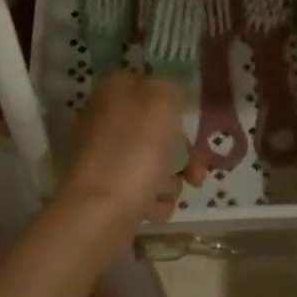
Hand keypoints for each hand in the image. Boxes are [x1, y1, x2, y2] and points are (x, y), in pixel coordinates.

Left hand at [63, 72, 204, 224]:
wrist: (102, 210)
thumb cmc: (136, 148)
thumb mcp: (162, 99)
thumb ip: (167, 87)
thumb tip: (163, 94)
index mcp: (113, 91)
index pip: (147, 86)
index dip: (172, 105)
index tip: (189, 124)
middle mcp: (104, 120)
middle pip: (154, 130)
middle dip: (180, 153)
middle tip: (194, 171)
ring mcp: (103, 157)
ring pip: (151, 162)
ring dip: (169, 180)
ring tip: (168, 192)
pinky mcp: (105, 190)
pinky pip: (141, 191)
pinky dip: (152, 200)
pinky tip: (154, 208)